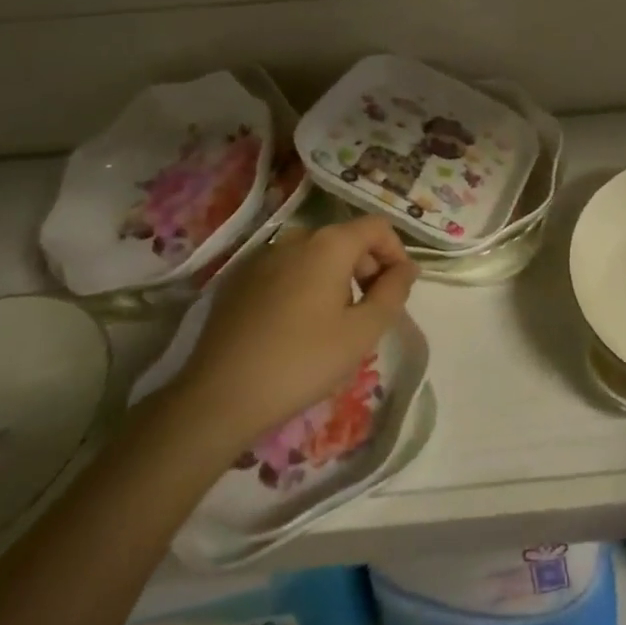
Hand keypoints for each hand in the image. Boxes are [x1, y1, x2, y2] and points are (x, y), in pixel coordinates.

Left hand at [165, 217, 417, 448]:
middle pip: (346, 239)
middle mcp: (295, 238)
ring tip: (335, 323)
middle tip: (371, 311)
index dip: (396, 252)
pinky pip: (286, 271)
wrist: (218, 397)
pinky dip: (304, 286)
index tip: (399, 289)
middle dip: (367, 267)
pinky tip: (296, 328)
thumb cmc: (302, 362)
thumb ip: (393, 293)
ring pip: (314, 256)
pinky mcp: (238, 280)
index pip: (377, 226)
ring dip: (336, 278)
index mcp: (329, 244)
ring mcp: (262, 257)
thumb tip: (407, 268)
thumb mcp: (362, 332)